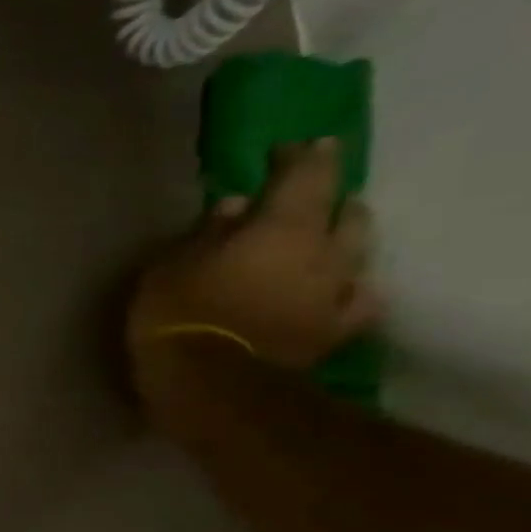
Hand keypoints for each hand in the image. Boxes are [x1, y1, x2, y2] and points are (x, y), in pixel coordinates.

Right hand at [129, 139, 379, 384]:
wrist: (211, 384)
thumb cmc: (179, 314)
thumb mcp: (172, 266)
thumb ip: (207, 233)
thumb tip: (234, 205)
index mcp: (281, 227)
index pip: (305, 175)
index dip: (301, 156)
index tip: (288, 147)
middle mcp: (323, 252)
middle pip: (345, 211)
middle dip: (332, 196)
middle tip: (314, 193)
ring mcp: (335, 292)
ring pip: (358, 251)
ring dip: (347, 236)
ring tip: (334, 232)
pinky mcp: (334, 330)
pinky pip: (358, 300)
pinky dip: (353, 288)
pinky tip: (347, 288)